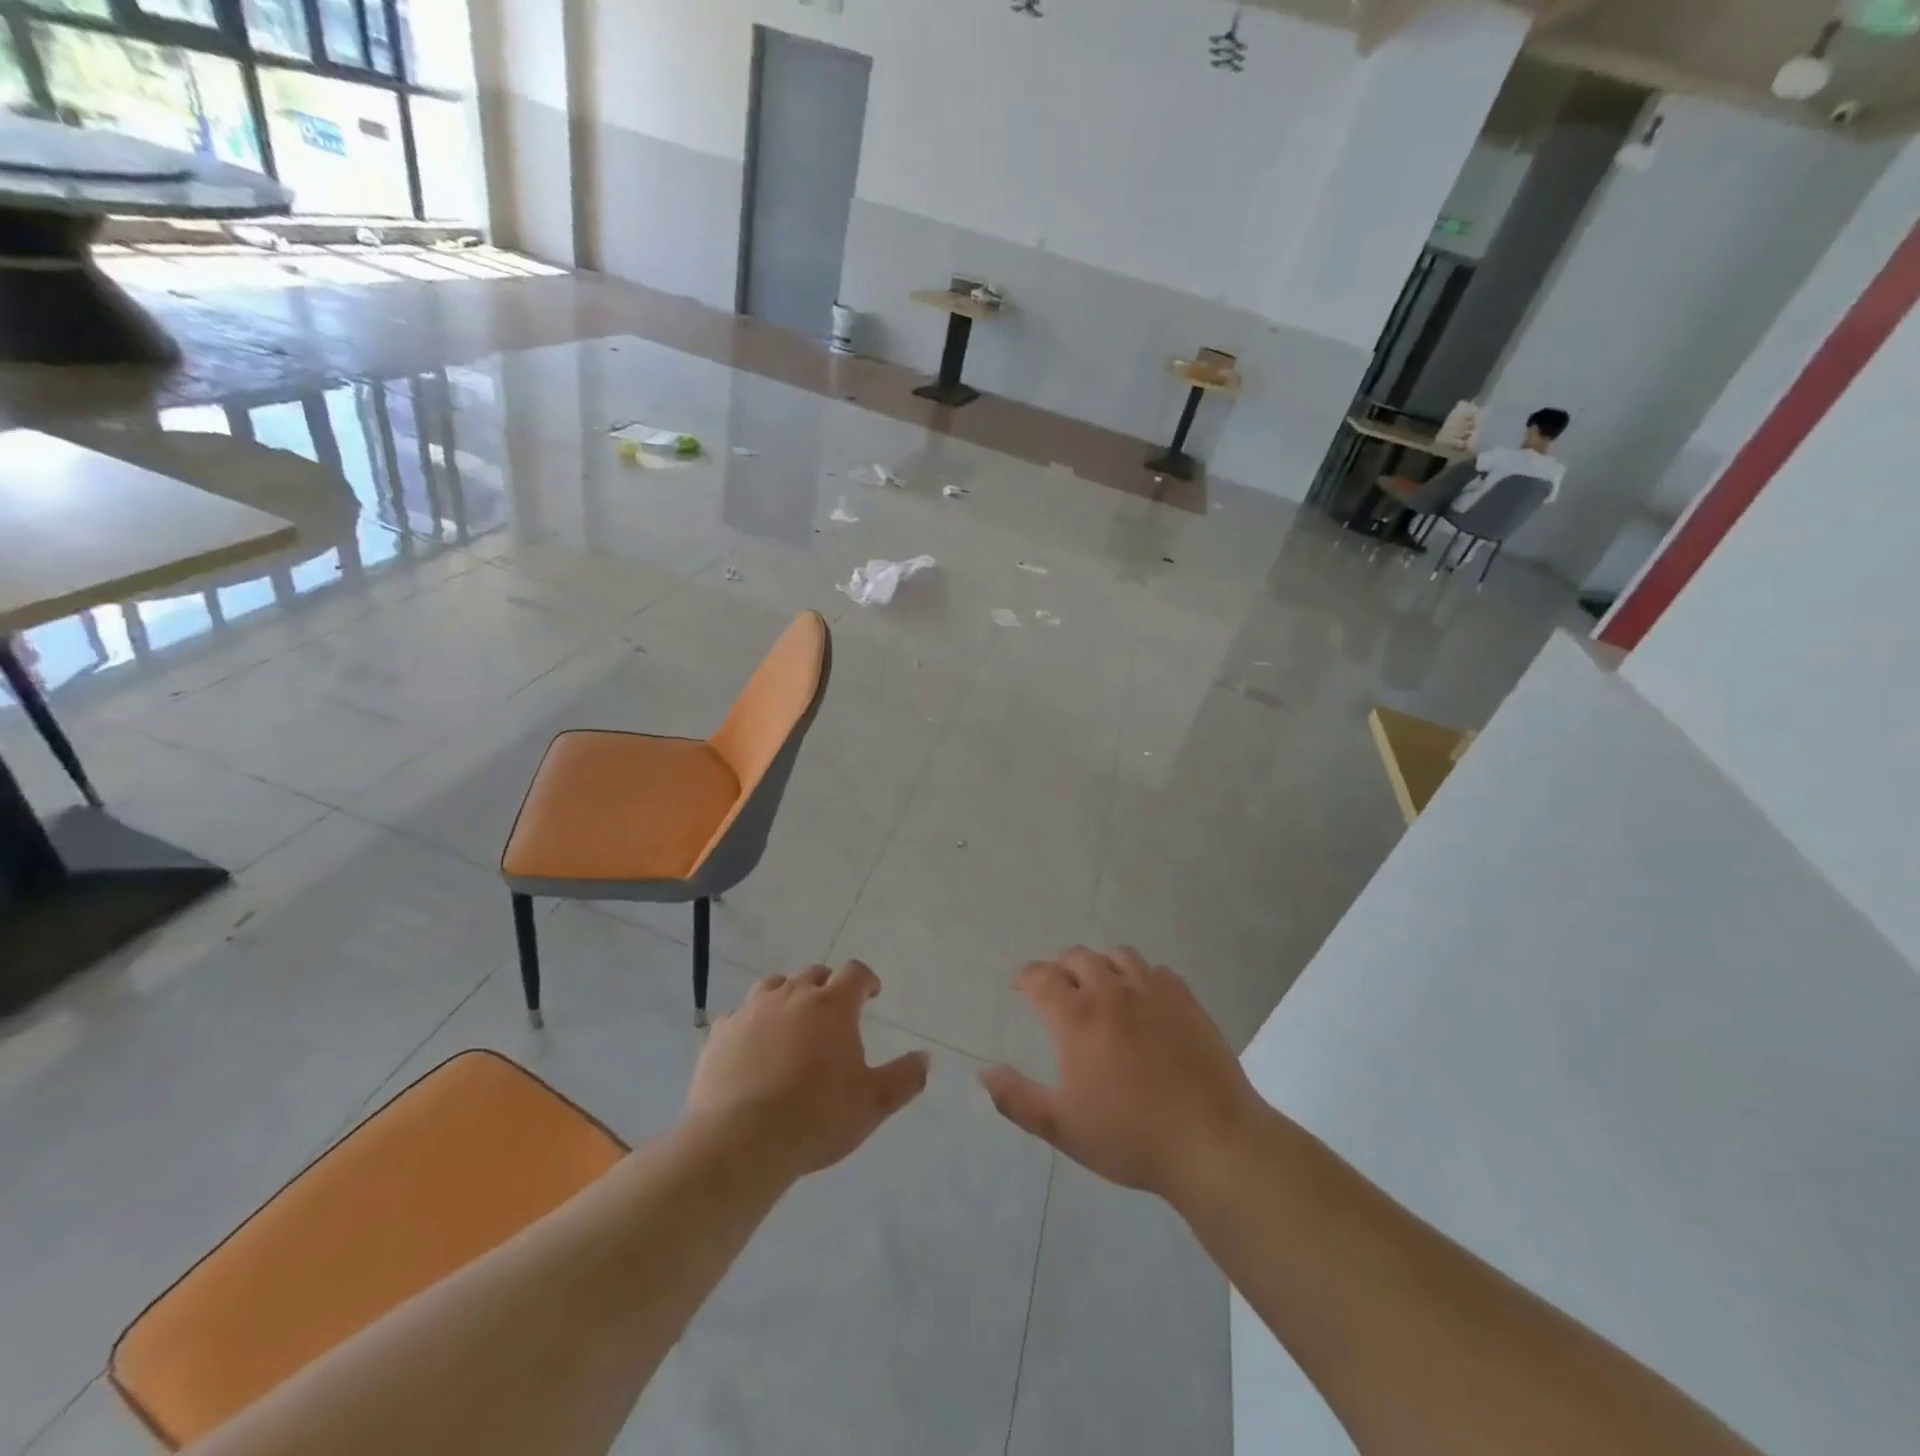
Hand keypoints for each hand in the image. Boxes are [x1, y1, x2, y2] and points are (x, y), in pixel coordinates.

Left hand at [686, 960, 928, 1182]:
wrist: (741, 1141)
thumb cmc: (817, 1117)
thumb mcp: (873, 1103)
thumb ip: (904, 1078)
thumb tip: (926, 1059)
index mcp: (832, 1005)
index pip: (855, 973)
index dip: (866, 980)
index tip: (871, 994)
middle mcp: (792, 996)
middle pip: (813, 974)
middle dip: (827, 986)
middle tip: (833, 1010)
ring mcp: (752, 1011)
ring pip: (774, 986)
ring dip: (788, 995)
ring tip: (792, 1019)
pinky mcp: (721, 1033)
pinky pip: (739, 1015)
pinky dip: (750, 1022)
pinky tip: (752, 1044)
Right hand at [980, 947, 1264, 1205]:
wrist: (1211, 1142)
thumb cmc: (1130, 1136)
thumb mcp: (1062, 1127)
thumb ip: (1017, 1098)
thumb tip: (983, 1072)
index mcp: (1077, 1018)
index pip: (1041, 976)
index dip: (1026, 976)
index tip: (1021, 984)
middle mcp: (1112, 992)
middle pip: (1078, 957)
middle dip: (1060, 967)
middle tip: (1057, 987)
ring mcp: (1153, 992)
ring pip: (1119, 956)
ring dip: (1101, 965)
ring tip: (1100, 986)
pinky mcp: (1187, 1001)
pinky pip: (1157, 971)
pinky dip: (1141, 977)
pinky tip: (1143, 1000)